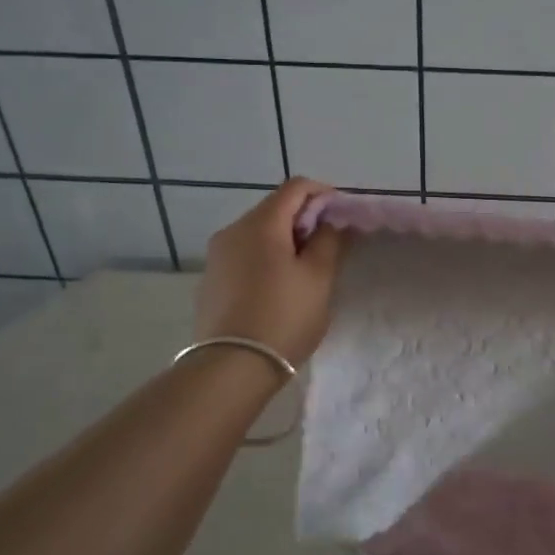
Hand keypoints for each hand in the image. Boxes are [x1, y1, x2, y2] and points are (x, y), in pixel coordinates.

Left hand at [194, 179, 344, 366]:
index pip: (296, 187)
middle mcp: (233, 230)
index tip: (342, 217)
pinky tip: (278, 287)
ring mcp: (217, 255)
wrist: (231, 367)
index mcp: (261, 224)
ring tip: (306, 270)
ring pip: (259, 232)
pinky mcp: (211, 278)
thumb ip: (329, 241)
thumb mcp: (319, 278)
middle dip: (305, 219)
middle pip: (275, 208)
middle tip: (329, 247)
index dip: (324, 194)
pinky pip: (245, 254)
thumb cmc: (284, 317)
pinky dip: (266, 257)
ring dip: (285, 240)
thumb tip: (330, 222)